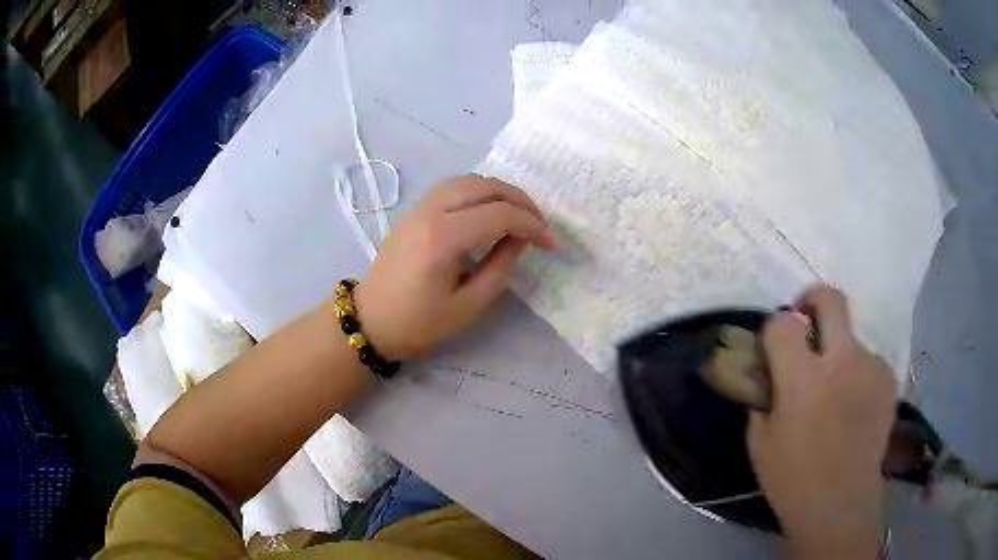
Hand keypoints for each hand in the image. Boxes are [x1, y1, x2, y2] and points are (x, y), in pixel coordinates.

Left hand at [353, 176, 554, 360]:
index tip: (550, 244)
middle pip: (486, 186)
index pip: (500, 214)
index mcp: (443, 239)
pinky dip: (479, 191)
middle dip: (521, 201)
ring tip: (520, 215)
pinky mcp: (415, 210)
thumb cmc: (419, 323)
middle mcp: (431, 212)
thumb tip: (520, 237)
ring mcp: (419, 206)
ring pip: (469, 180)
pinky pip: (453, 186)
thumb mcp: (469, 305)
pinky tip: (490, 209)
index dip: (532, 226)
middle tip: (540, 225)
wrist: (371, 321)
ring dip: (500, 191)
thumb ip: (501, 266)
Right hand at [748, 285, 895, 558]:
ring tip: (835, 391)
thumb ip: (762, 396)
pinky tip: (852, 405)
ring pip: (851, 336)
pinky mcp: (888, 379)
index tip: (772, 345)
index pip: (783, 323)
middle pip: (830, 299)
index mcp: (803, 379)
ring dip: (838, 352)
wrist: (840, 505)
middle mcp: (842, 361)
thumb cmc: (792, 480)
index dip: (773, 328)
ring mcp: (870, 367)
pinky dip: (856, 373)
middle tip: (806, 319)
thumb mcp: (760, 442)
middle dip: (813, 299)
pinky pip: (867, 360)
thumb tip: (766, 371)